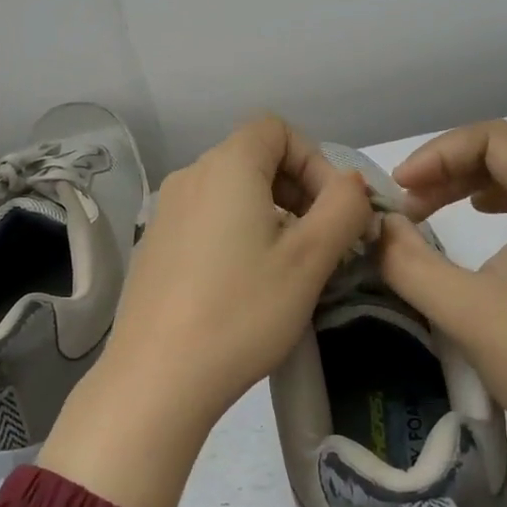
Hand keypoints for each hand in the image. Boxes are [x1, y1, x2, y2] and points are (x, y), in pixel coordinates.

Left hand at [39, 116, 372, 506]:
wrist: (157, 377)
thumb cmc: (242, 311)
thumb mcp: (309, 258)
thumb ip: (343, 207)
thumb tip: (350, 183)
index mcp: (226, 166)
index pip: (277, 129)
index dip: (314, 160)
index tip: (333, 210)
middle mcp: (190, 176)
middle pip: (254, 157)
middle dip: (298, 189)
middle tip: (322, 241)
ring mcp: (166, 211)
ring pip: (232, 191)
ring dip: (271, 213)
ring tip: (290, 266)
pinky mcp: (155, 245)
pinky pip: (207, 218)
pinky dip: (238, 232)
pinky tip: (246, 283)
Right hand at [376, 121, 506, 503]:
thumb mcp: (464, 309)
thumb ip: (407, 260)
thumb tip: (376, 225)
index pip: (493, 139)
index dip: (438, 153)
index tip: (399, 188)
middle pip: (505, 152)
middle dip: (446, 169)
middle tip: (405, 205)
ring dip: (464, 185)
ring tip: (424, 212)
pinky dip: (489, 202)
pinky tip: (471, 217)